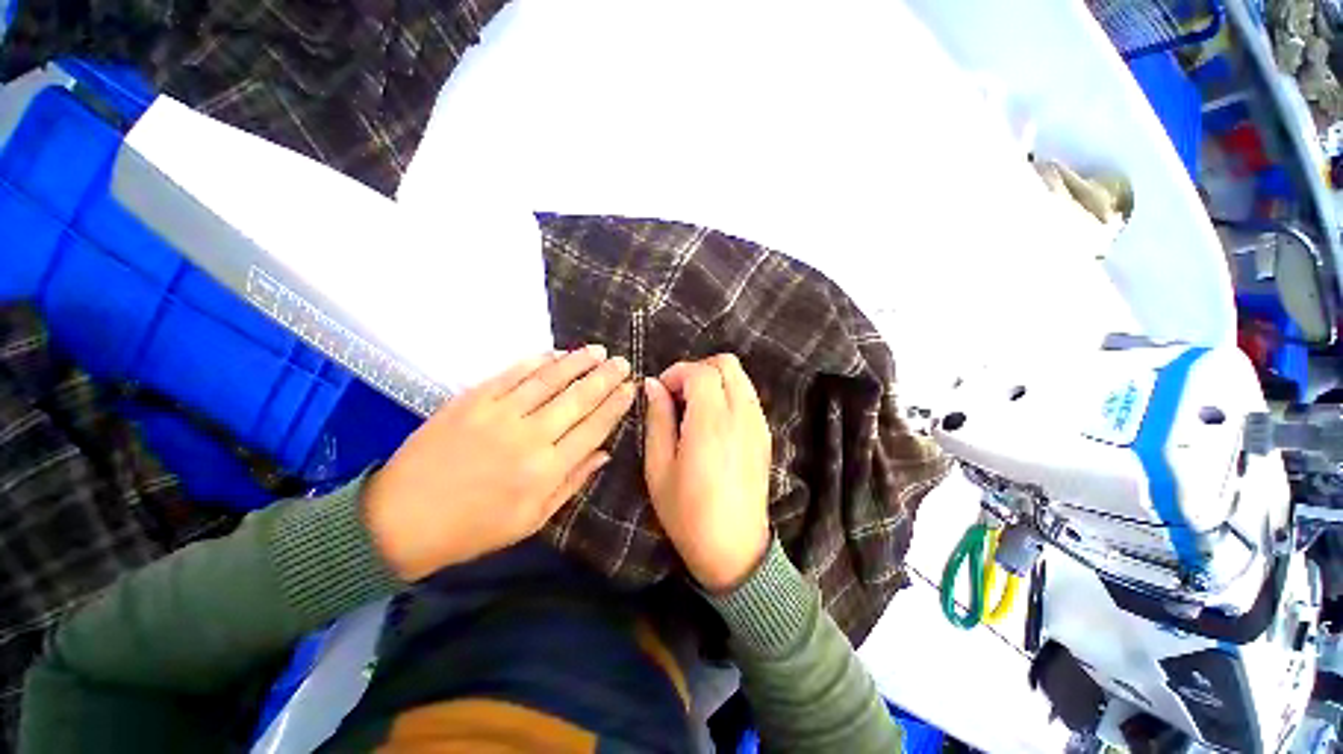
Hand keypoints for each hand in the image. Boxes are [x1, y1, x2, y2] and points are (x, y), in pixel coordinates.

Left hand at [365, 346, 635, 580]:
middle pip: (577, 399)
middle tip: (622, 362)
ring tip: (597, 350)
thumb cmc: (473, 528)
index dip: (615, 405)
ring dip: (577, 362)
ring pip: (549, 380)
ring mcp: (499, 414)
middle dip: (605, 377)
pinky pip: (512, 374)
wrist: (400, 520)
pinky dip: (537, 361)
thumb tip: (604, 453)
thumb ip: (572, 483)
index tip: (630, 388)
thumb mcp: (532, 520)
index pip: (593, 428)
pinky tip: (555, 353)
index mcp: (546, 471)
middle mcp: (529, 437)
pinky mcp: (472, 400)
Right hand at [643, 354, 771, 591]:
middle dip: (697, 370)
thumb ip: (657, 418)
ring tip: (693, 408)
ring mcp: (758, 423)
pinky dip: (728, 394)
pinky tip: (713, 422)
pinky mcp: (765, 434)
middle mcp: (741, 415)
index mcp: (712, 422)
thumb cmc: (687, 512)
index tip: (660, 391)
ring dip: (714, 380)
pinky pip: (747, 396)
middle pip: (726, 364)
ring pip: (740, 376)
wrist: (734, 548)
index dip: (677, 372)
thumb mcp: (658, 466)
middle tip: (677, 395)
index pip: (701, 371)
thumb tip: (652, 384)